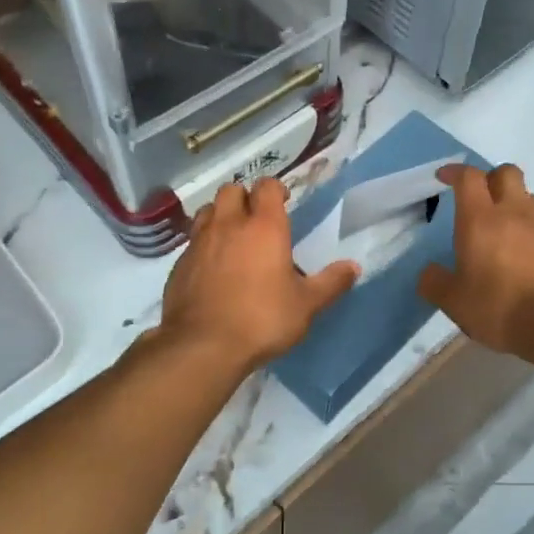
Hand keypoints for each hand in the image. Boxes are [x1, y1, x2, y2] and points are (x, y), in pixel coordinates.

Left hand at [158, 178, 359, 374]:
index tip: (284, 202)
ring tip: (233, 237)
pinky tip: (212, 267)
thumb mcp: (306, 306)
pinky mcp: (180, 263)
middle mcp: (229, 225)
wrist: (202, 346)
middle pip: (232, 190)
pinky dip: (204, 244)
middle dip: (245, 197)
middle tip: (257, 219)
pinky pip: (193, 241)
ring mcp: (199, 242)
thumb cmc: (262, 319)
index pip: (267, 186)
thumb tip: (354, 267)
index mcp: (264, 227)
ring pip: (208, 211)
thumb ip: (331, 283)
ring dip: (221, 215)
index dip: (276, 189)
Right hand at [419, 164, 533, 354]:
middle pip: (507, 173)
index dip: (455, 171)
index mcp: (480, 218)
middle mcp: (512, 213)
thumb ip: (435, 283)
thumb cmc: (498, 304)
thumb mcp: (453, 300)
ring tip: (498, 224)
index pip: (469, 177)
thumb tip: (429, 273)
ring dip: (512, 201)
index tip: (443, 177)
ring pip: (527, 196)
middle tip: (476, 197)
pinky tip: (519, 253)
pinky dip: (527, 230)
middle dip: (490, 177)